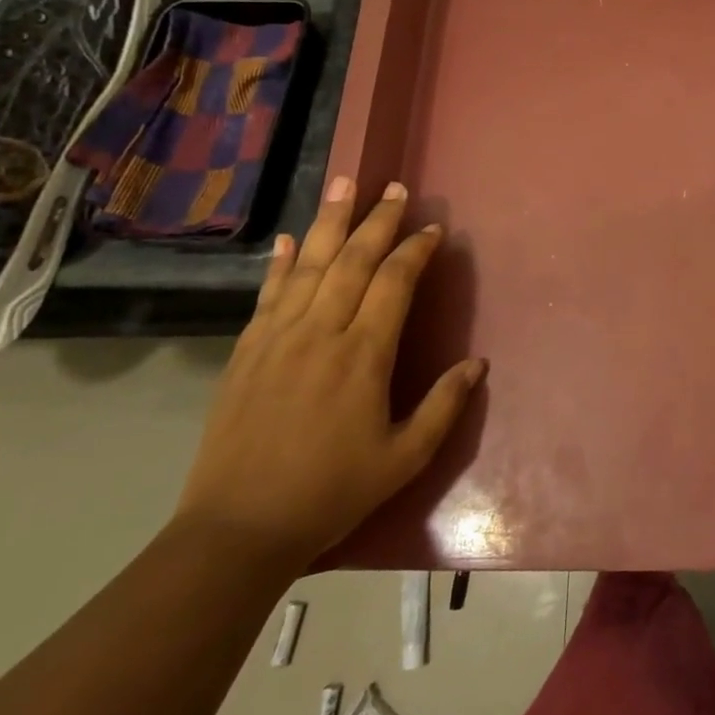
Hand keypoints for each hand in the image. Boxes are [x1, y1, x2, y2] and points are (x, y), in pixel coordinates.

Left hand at [173, 177, 484, 565]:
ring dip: (328, 221)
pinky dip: (279, 262)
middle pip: (351, 260)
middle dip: (377, 220)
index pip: (394, 284)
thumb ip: (443, 406)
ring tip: (343, 184)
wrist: (237, 530)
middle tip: (395, 187)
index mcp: (362, 356)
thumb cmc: (330, 492)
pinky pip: (267, 293)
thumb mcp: (404, 458)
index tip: (433, 228)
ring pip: (307, 265)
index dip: (415, 251)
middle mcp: (320, 334)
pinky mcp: (245, 351)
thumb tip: (478, 364)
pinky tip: (286, 238)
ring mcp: (277, 338)